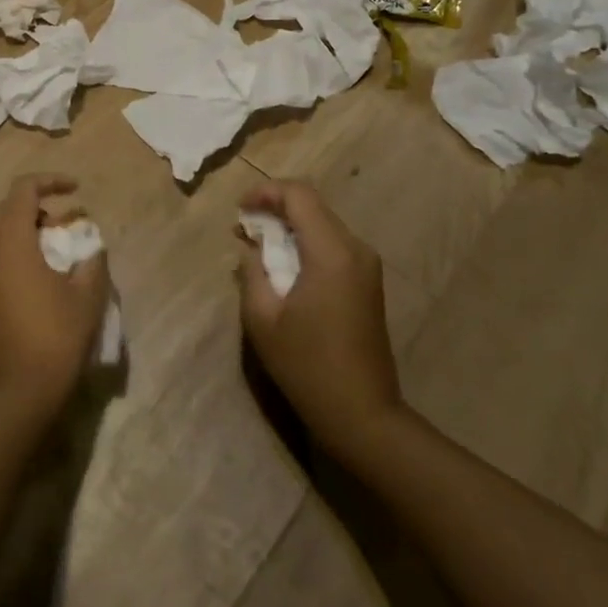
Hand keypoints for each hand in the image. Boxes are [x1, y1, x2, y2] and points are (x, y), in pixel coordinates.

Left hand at [0, 174, 109, 420]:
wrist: (19, 390)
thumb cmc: (56, 336)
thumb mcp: (87, 295)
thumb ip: (92, 259)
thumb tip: (91, 245)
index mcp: (11, 242)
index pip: (23, 190)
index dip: (50, 181)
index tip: (77, 189)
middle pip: (6, 207)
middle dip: (36, 204)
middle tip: (65, 218)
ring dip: (26, 226)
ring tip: (59, 242)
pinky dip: (18, 246)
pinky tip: (44, 269)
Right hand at [237, 180, 403, 462]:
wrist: (362, 414)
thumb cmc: (307, 366)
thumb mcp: (262, 318)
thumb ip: (252, 271)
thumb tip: (251, 247)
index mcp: (331, 252)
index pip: (299, 195)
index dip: (265, 192)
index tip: (239, 210)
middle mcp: (355, 249)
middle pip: (313, 206)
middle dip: (275, 209)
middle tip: (243, 228)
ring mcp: (367, 265)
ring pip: (323, 224)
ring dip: (290, 227)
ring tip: (258, 247)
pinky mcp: (368, 282)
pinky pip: (333, 245)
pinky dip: (305, 244)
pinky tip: (284, 266)